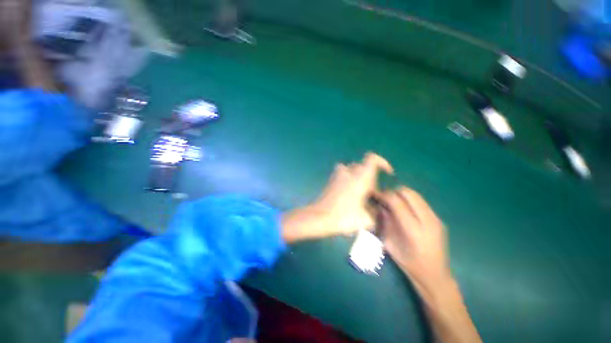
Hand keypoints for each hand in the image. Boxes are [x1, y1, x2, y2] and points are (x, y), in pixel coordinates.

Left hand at [281, 153, 392, 241]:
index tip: (387, 173)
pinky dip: (346, 179)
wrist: (320, 218)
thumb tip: (378, 210)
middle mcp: (348, 172)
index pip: (372, 159)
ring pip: (349, 169)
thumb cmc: (344, 217)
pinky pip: (341, 174)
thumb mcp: (366, 220)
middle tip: (371, 191)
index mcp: (360, 178)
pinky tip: (347, 194)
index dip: (381, 162)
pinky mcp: (329, 181)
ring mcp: (337, 175)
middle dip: (369, 175)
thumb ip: (375, 213)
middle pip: (361, 165)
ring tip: (359, 190)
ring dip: (356, 175)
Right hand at [377, 187, 451, 291]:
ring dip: (401, 195)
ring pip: (416, 195)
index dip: (384, 195)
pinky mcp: (439, 219)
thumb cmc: (409, 264)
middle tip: (384, 198)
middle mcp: (428, 221)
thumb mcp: (390, 245)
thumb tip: (380, 206)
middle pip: (408, 193)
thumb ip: (384, 223)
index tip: (375, 195)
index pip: (396, 202)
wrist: (435, 276)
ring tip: (393, 202)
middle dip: (393, 192)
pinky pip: (421, 202)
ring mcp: (436, 219)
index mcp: (413, 230)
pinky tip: (404, 209)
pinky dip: (409, 200)